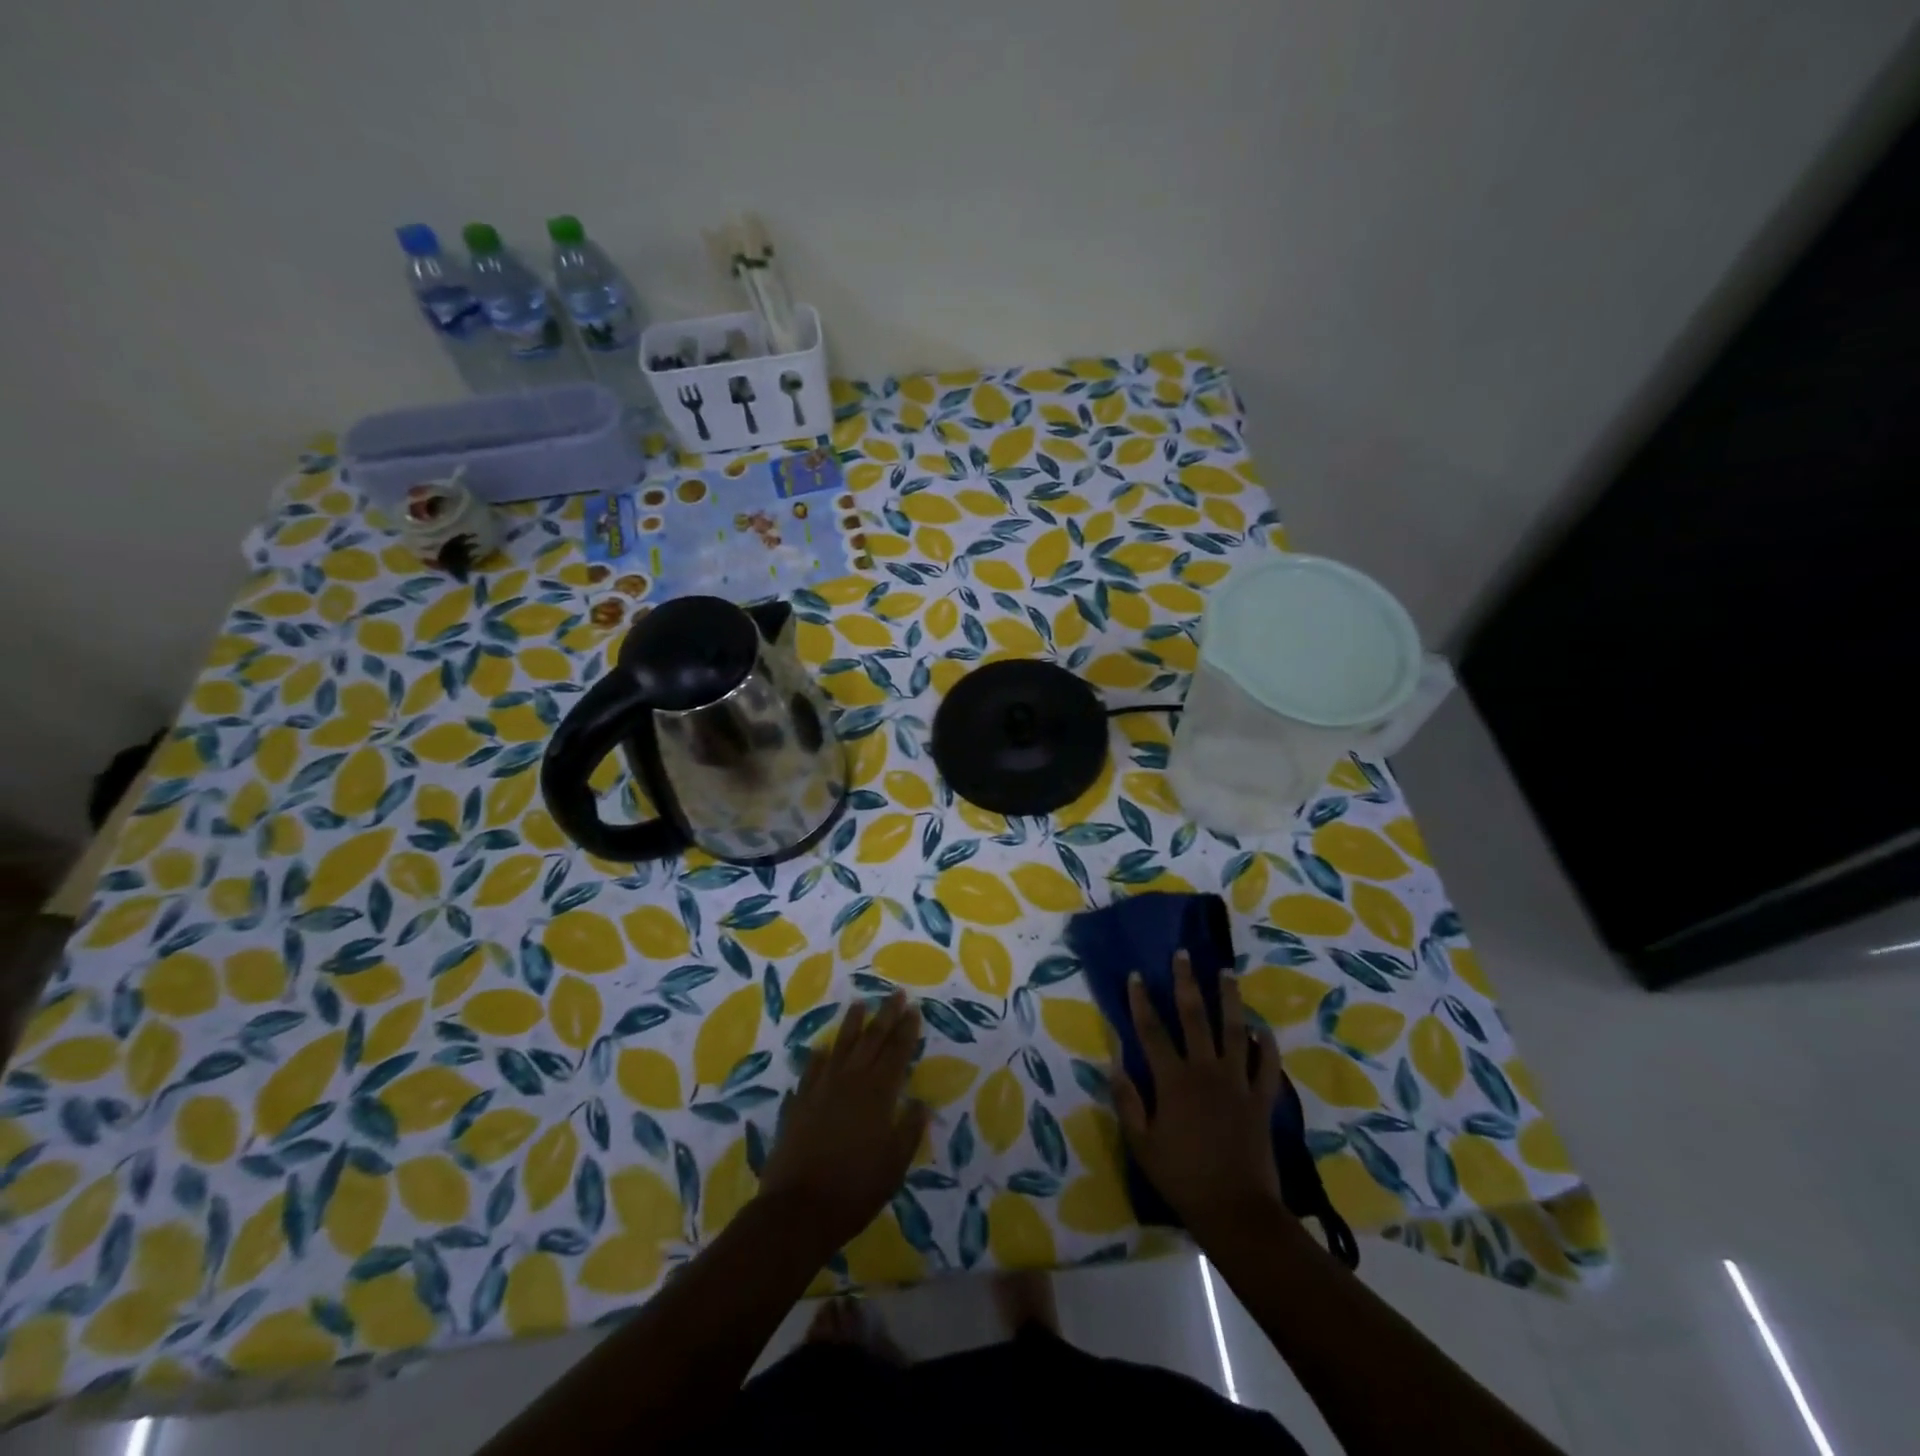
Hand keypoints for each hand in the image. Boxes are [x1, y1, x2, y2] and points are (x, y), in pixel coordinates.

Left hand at [757, 991, 928, 1253]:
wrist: (797, 1211)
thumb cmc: (855, 1190)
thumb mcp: (895, 1165)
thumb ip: (909, 1130)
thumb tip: (920, 1103)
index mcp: (878, 1094)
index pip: (897, 1052)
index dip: (907, 1030)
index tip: (914, 1009)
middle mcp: (850, 1082)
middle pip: (871, 1040)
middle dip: (886, 1015)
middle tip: (895, 993)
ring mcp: (821, 1089)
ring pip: (840, 1047)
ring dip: (852, 1025)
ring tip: (859, 1004)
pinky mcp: (798, 1103)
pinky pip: (811, 1070)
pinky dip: (818, 1057)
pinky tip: (821, 1049)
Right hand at [1112, 951, 1288, 1242]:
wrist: (1236, 1211)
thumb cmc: (1182, 1177)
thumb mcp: (1141, 1143)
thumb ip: (1127, 1100)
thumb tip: (1114, 1063)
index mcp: (1172, 1080)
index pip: (1152, 1030)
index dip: (1141, 1000)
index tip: (1136, 974)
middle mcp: (1205, 1071)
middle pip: (1194, 1017)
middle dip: (1186, 982)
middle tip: (1184, 955)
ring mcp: (1237, 1082)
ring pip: (1234, 1030)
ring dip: (1229, 999)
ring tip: (1227, 973)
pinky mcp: (1261, 1099)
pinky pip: (1267, 1066)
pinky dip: (1265, 1045)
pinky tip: (1261, 1029)